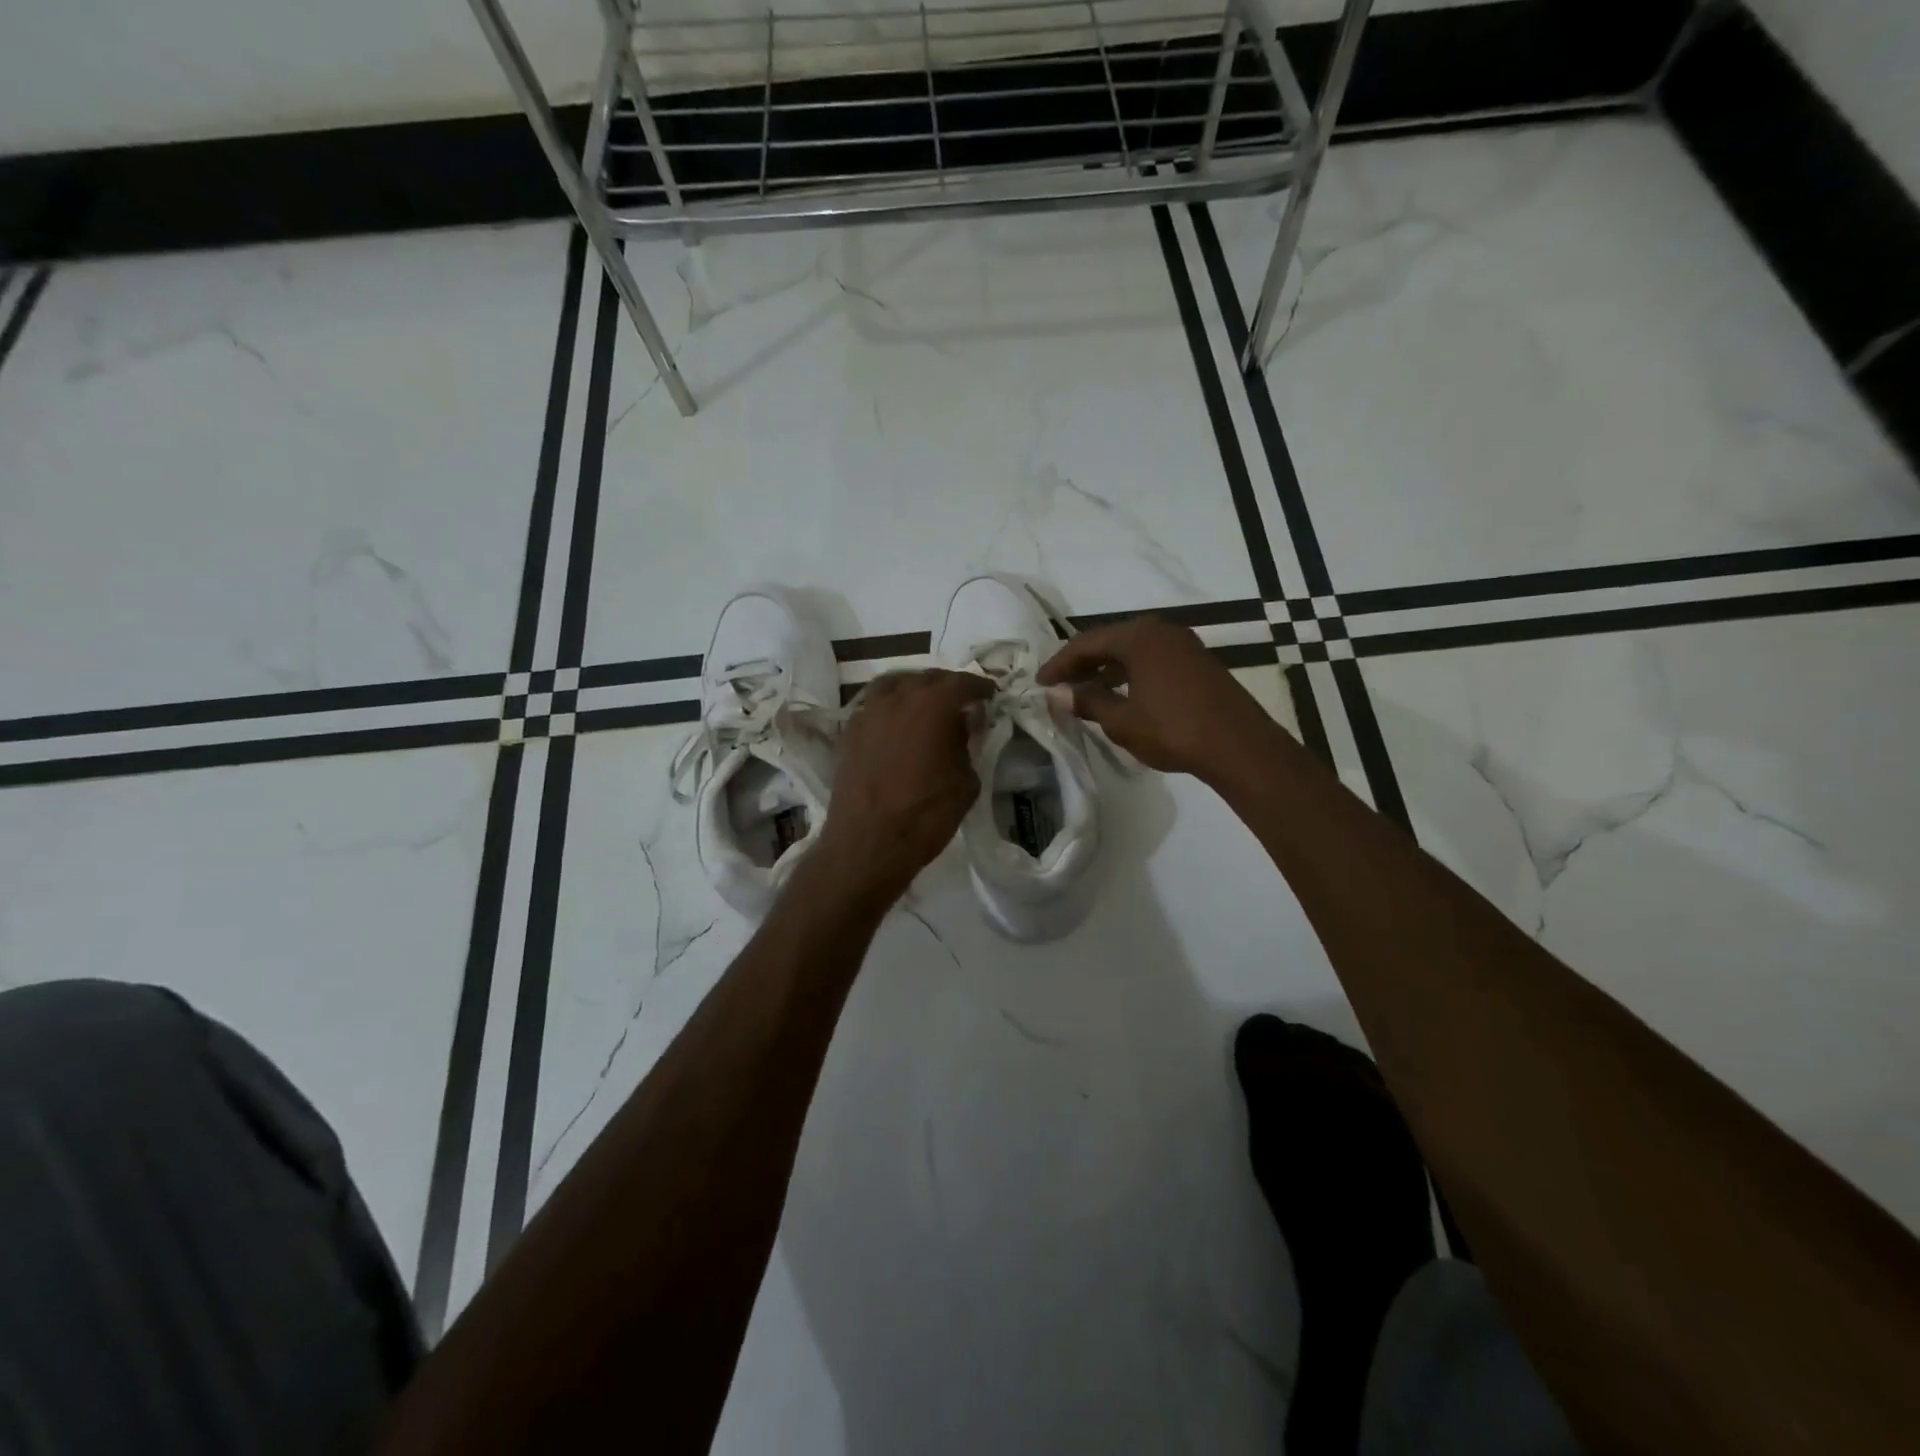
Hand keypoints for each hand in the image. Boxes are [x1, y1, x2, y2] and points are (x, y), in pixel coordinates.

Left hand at [809, 669, 994, 908]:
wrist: (868, 843)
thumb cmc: (926, 815)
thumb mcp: (965, 782)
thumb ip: (966, 746)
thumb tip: (961, 729)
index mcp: (932, 705)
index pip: (961, 682)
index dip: (979, 687)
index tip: (989, 695)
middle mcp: (897, 698)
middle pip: (926, 678)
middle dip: (947, 686)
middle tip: (961, 702)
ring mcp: (868, 713)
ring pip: (894, 685)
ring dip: (913, 689)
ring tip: (924, 705)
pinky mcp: (848, 732)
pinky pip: (873, 706)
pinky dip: (889, 708)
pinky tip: (896, 725)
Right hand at [1037, 616, 1276, 778]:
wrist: (1239, 746)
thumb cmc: (1173, 730)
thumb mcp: (1122, 720)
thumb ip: (1087, 702)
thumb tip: (1057, 693)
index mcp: (1138, 636)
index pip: (1085, 643)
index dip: (1059, 664)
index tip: (1040, 684)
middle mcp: (1160, 630)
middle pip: (1109, 641)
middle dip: (1082, 664)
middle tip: (1059, 686)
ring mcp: (1183, 644)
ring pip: (1132, 650)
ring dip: (1106, 669)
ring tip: (1085, 693)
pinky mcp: (1197, 661)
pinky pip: (1151, 659)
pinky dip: (1129, 673)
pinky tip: (1121, 695)